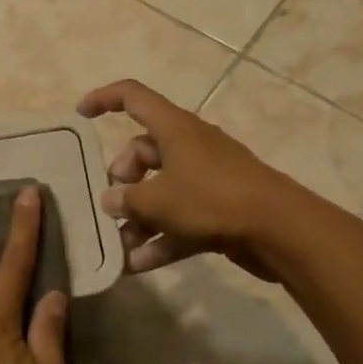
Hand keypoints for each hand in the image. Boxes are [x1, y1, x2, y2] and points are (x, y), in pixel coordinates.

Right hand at [77, 78, 293, 278]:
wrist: (281, 231)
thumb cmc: (212, 199)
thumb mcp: (158, 200)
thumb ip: (127, 200)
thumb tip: (111, 201)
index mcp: (174, 128)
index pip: (132, 97)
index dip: (104, 99)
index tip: (81, 115)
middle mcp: (189, 146)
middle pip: (143, 151)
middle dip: (122, 178)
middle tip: (112, 204)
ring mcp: (206, 179)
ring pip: (161, 189)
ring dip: (138, 217)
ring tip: (119, 245)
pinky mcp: (219, 209)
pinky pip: (180, 219)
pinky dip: (160, 239)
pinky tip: (138, 267)